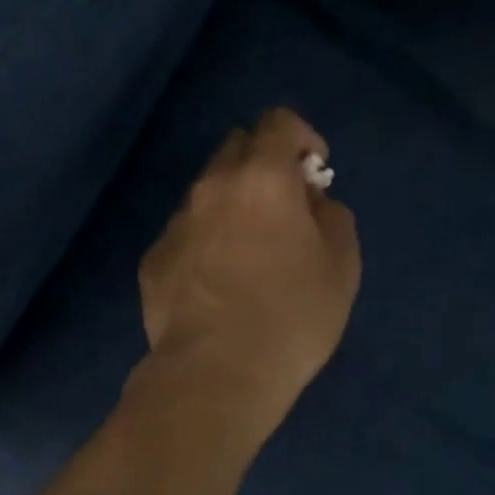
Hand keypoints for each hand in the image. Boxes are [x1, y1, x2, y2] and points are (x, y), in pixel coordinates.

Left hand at [137, 109, 361, 435]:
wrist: (216, 373)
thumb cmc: (291, 317)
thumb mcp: (341, 266)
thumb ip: (332, 216)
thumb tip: (312, 201)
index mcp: (261, 178)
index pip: (278, 122)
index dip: (301, 136)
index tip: (313, 170)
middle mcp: (212, 187)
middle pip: (236, 147)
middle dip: (263, 163)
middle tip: (283, 207)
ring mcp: (177, 221)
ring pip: (207, 190)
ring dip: (231, 202)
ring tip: (248, 252)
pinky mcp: (154, 257)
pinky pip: (185, 231)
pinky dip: (205, 239)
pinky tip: (216, 284)